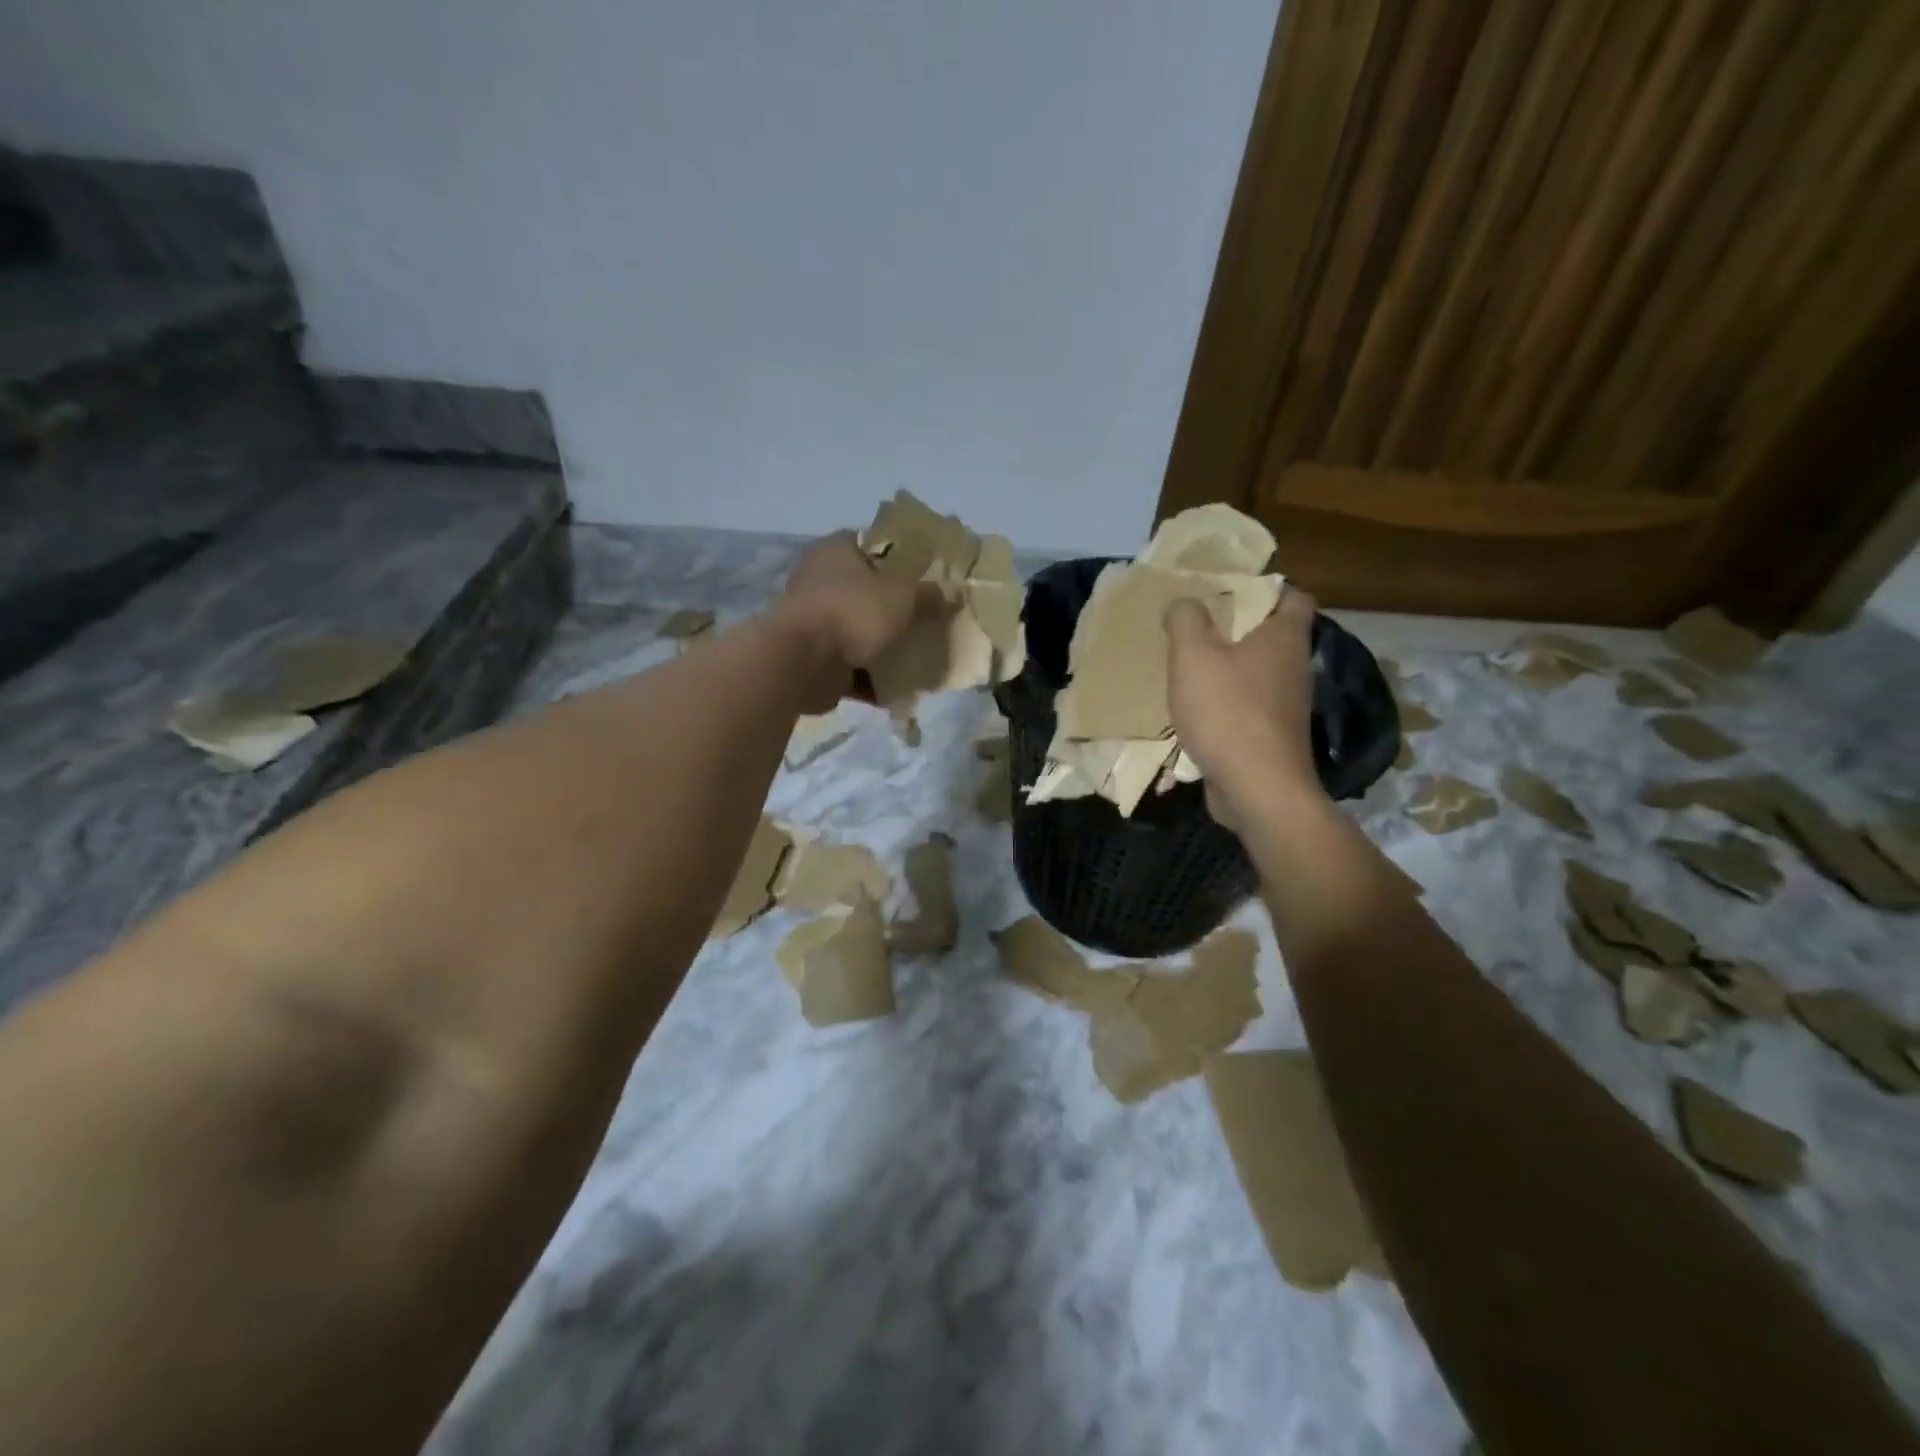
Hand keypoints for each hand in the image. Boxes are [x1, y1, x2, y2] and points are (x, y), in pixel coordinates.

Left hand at [775, 532, 947, 710]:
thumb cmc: (852, 612)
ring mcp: (815, 623)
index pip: (874, 544)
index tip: (930, 574)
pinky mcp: (815, 660)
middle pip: (869, 591)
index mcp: (836, 551)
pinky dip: (874, 678)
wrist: (803, 664)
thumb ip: (929, 595)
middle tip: (930, 617)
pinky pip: (853, 668)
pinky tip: (902, 688)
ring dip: (886, 646)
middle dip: (897, 608)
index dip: (904, 556)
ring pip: (861, 632)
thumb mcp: (903, 597)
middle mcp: (821, 581)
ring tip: (920, 655)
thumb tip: (950, 595)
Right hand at [1165, 585, 1322, 829]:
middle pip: (1273, 637)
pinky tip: (1196, 711)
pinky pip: (1249, 709)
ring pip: (1259, 675)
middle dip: (1239, 629)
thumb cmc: (1228, 711)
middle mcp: (1294, 669)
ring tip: (1190, 668)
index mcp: (1284, 639)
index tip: (1232, 592)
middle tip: (1199, 627)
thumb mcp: (1193, 655)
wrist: (1257, 789)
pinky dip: (1227, 705)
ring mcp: (1286, 707)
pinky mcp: (1272, 738)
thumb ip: (1186, 620)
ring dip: (1229, 670)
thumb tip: (1184, 603)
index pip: (1295, 598)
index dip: (1269, 589)